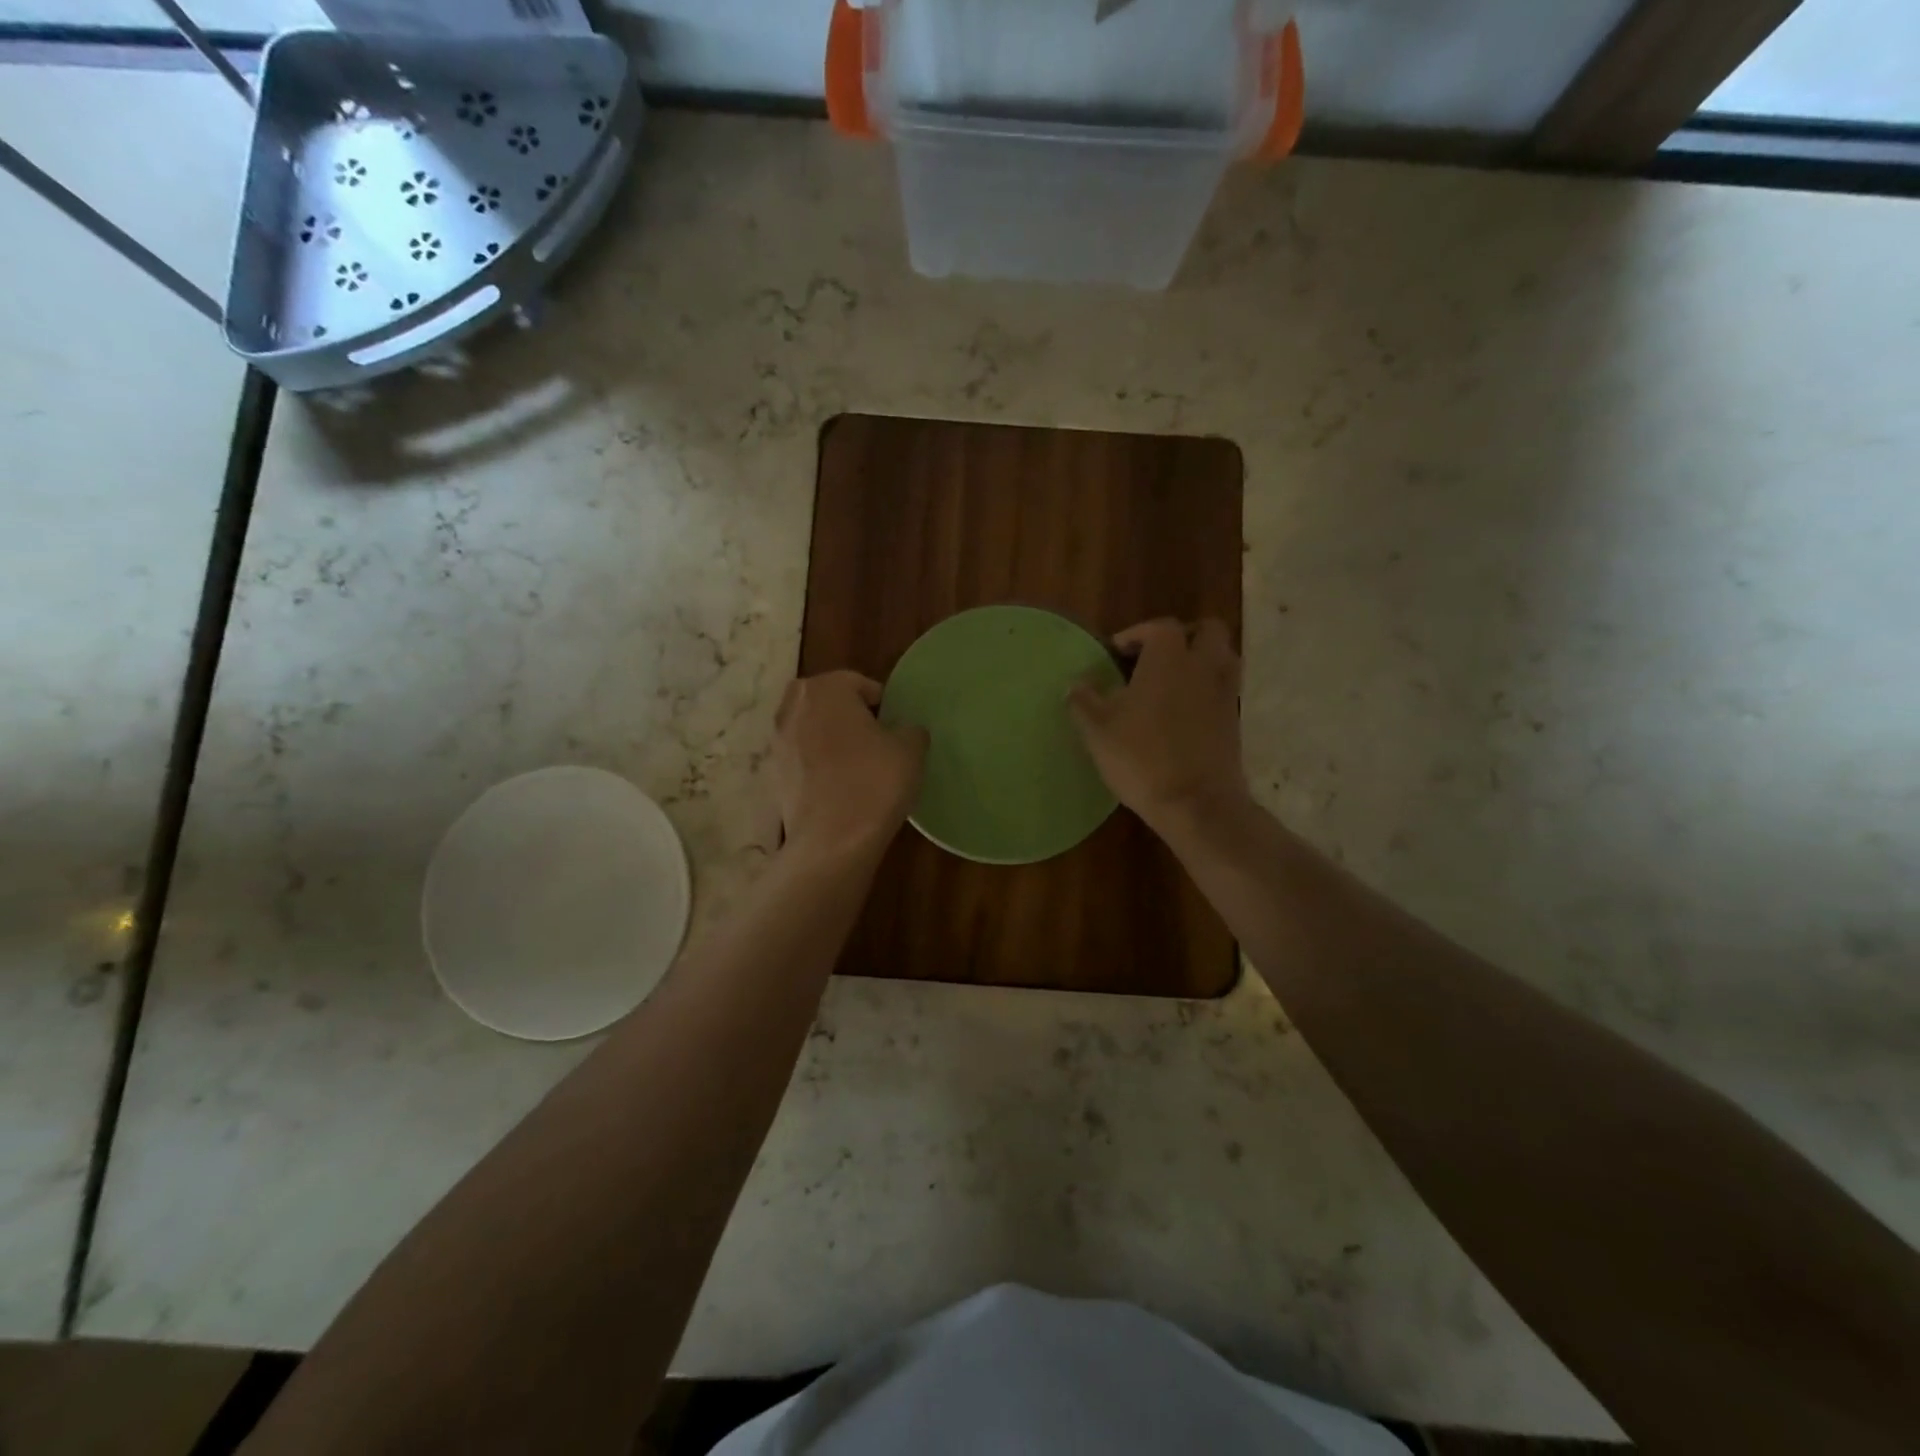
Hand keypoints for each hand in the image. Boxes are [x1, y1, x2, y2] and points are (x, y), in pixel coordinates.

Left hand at [773, 671, 926, 859]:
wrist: (831, 841)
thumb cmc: (874, 783)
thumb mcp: (910, 751)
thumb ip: (911, 729)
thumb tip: (905, 730)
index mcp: (826, 689)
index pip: (860, 684)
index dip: (883, 704)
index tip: (896, 728)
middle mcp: (794, 706)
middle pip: (828, 700)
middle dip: (849, 714)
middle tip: (876, 740)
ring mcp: (778, 741)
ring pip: (811, 727)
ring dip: (831, 738)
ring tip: (858, 764)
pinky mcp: (773, 773)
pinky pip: (802, 756)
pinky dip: (818, 763)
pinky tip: (839, 785)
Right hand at [1068, 618, 1249, 836]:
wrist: (1196, 802)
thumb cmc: (1141, 757)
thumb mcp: (1097, 730)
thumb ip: (1083, 701)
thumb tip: (1075, 685)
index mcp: (1169, 658)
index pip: (1160, 627)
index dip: (1137, 634)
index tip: (1116, 652)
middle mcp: (1203, 666)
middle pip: (1206, 631)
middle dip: (1183, 637)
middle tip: (1156, 658)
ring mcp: (1225, 693)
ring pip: (1222, 658)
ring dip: (1201, 661)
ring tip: (1172, 684)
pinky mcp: (1235, 721)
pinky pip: (1224, 691)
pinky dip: (1207, 692)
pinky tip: (1183, 715)